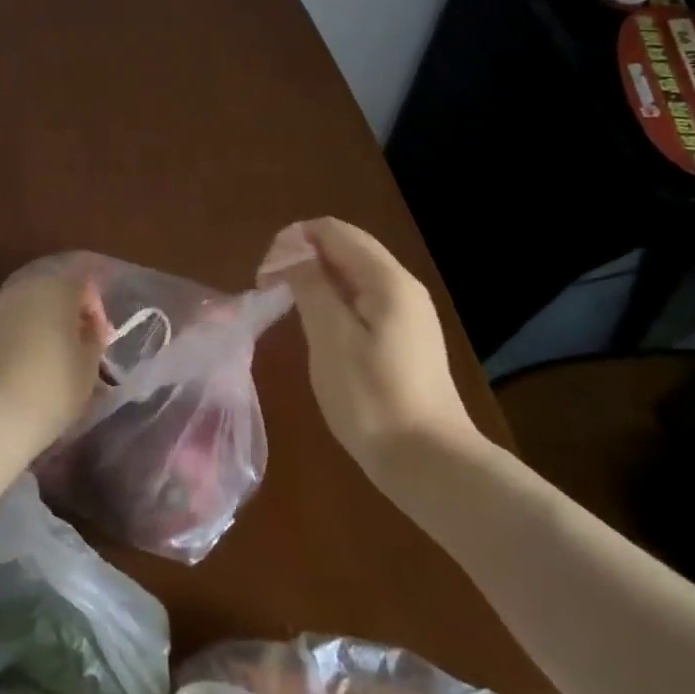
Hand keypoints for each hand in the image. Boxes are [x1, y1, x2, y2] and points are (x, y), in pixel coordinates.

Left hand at [0, 269, 111, 464]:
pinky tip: (4, 367)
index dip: (94, 307)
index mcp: (55, 288)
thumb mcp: (88, 368)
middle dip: (63, 315)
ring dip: (32, 326)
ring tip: (38, 363)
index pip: (83, 280)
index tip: (100, 338)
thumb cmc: (49, 390)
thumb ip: (93, 338)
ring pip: (18, 309)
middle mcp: (19, 289)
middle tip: (73, 350)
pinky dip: (0, 339)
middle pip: (48, 291)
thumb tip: (87, 326)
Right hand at [258, 217, 485, 482]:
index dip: (294, 240)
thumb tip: (293, 255)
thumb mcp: (331, 338)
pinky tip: (317, 328)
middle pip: (347, 248)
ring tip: (287, 305)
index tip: (265, 273)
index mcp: (387, 280)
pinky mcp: (406, 339)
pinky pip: (363, 301)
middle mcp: (402, 287)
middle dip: (303, 257)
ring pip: (354, 276)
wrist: (429, 462)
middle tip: (270, 288)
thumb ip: (311, 287)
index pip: (334, 231)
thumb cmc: (372, 398)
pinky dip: (334, 301)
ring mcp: (408, 314)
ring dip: (317, 279)